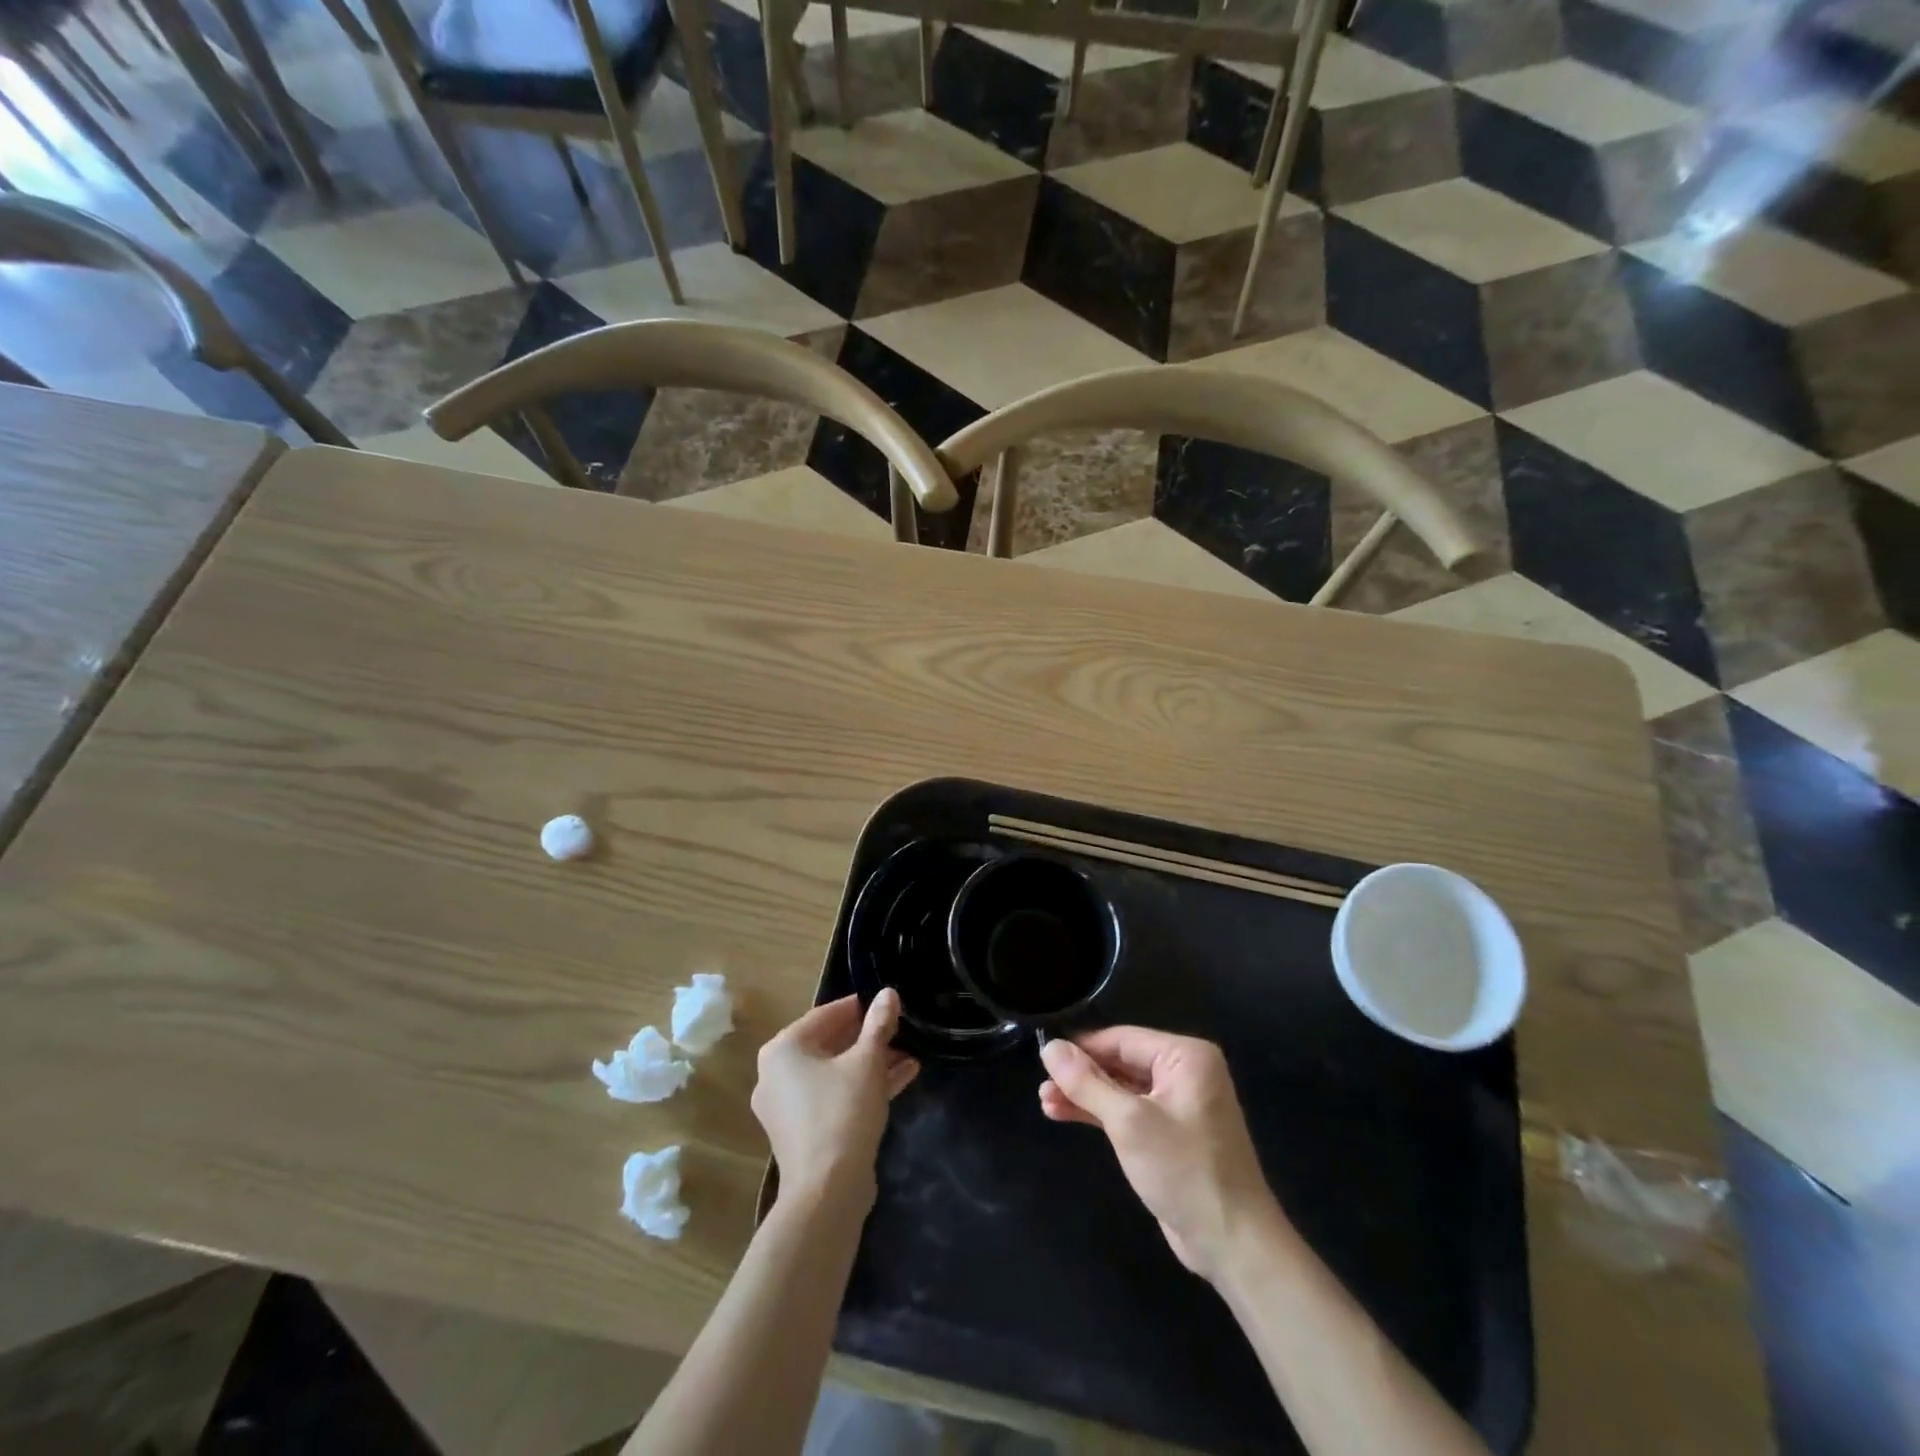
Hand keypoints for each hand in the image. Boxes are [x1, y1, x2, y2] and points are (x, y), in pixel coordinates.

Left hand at [752, 991, 919, 1212]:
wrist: (827, 1192)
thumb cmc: (843, 1113)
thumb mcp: (867, 1062)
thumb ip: (879, 1024)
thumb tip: (889, 993)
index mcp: (783, 1049)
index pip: (826, 1014)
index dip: (861, 1007)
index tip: (888, 1003)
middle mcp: (777, 1074)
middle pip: (830, 1044)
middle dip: (869, 1038)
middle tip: (901, 1031)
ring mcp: (788, 1106)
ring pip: (835, 1072)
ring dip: (872, 1063)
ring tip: (909, 1055)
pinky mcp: (803, 1132)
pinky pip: (834, 1096)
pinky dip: (862, 1087)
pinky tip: (902, 1078)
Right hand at [1040, 1028, 1283, 1281]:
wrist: (1233, 1243)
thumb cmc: (1184, 1171)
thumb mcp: (1128, 1122)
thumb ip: (1086, 1082)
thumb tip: (1050, 1047)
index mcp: (1185, 1056)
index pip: (1122, 1039)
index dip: (1081, 1048)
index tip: (1043, 1056)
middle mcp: (1184, 1072)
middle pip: (1120, 1062)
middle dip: (1080, 1075)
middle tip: (1041, 1086)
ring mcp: (1178, 1104)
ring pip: (1121, 1088)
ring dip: (1085, 1096)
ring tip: (1045, 1102)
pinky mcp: (1169, 1134)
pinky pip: (1128, 1111)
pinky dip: (1100, 1114)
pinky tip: (1065, 1114)